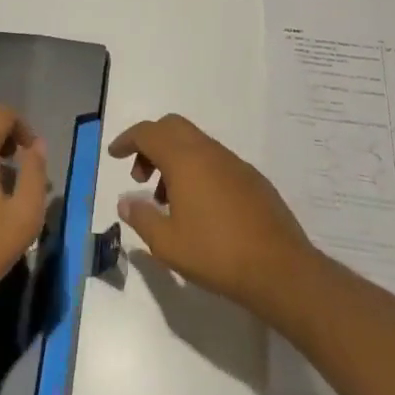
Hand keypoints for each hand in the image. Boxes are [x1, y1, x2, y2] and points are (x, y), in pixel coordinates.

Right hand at [110, 114, 313, 315]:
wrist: (279, 267)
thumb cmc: (216, 253)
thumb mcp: (168, 244)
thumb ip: (141, 217)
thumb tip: (125, 201)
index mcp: (184, 158)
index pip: (148, 133)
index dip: (127, 139)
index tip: (114, 154)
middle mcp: (207, 150)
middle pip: (172, 127)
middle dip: (151, 144)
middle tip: (140, 177)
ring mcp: (232, 161)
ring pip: (194, 143)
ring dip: (173, 159)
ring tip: (167, 201)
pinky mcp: (250, 177)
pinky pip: (214, 159)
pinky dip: (196, 170)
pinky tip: (199, 208)